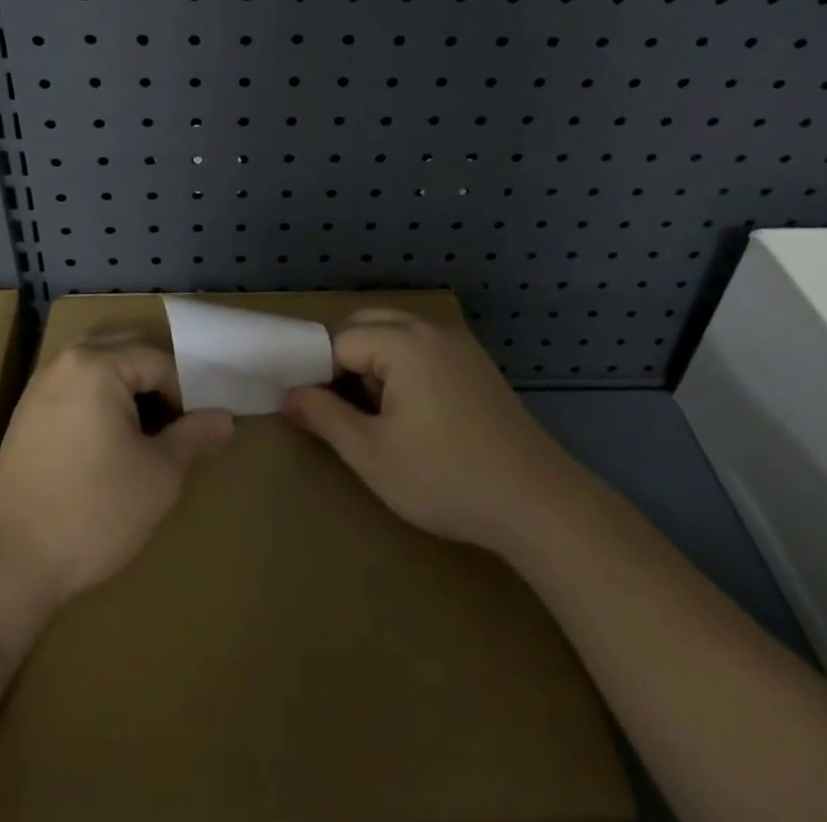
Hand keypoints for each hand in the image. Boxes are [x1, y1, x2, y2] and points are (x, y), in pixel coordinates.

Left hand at [0, 338, 232, 609]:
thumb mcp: (159, 476)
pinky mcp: (26, 415)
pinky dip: (101, 398)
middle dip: (158, 378)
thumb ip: (195, 437)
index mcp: (98, 364)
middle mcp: (66, 362)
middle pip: (127, 348)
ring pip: (99, 364)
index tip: (196, 430)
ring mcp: (40, 386)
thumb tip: (225, 418)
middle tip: (179, 419)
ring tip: (148, 427)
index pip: (160, 361)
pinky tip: (110, 440)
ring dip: (129, 385)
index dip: (186, 393)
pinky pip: (76, 385)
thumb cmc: (92, 512)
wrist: (6, 565)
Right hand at [282, 308, 565, 553]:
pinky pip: (423, 348)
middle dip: (344, 359)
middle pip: (368, 324)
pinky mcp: (476, 364)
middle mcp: (431, 329)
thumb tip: (289, 396)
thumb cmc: (446, 478)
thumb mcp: (373, 455)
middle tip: (339, 409)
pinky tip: (412, 414)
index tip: (312, 410)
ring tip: (375, 415)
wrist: (538, 503)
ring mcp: (459, 344)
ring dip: (374, 363)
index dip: (319, 373)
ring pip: (396, 334)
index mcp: (403, 341)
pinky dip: (404, 367)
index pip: (340, 340)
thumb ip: (324, 418)